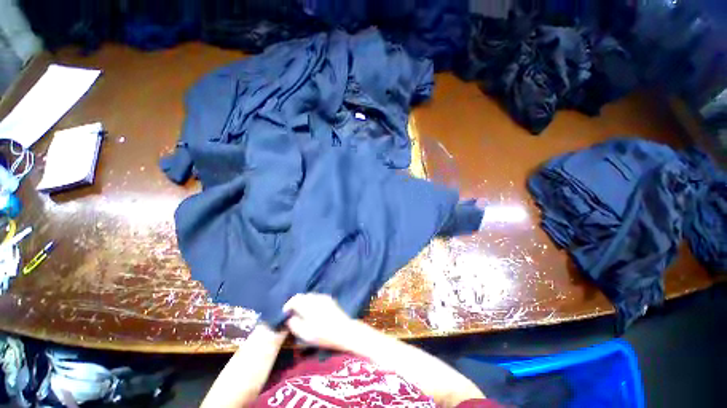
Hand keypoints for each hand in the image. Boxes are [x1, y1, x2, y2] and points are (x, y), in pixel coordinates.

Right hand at [283, 293, 356, 350]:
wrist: (344, 331)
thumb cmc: (324, 335)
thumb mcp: (306, 335)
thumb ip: (295, 325)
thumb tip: (290, 318)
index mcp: (309, 306)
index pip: (295, 299)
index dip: (288, 305)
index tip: (285, 312)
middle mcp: (316, 298)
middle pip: (302, 296)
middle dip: (296, 303)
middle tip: (292, 313)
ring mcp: (324, 298)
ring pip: (310, 296)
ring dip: (304, 302)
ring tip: (302, 312)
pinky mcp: (330, 300)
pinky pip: (317, 297)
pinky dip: (312, 302)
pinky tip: (312, 311)